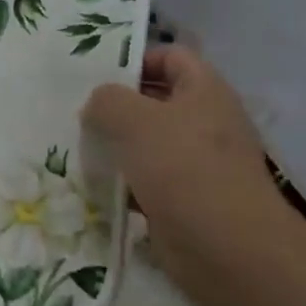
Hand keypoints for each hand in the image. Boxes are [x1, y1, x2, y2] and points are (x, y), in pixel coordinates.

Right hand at [82, 47, 301, 286]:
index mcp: (205, 91)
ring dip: (117, 146)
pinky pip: (148, 180)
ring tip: (79, 147)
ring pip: (149, 143)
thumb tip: (97, 105)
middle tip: (77, 112)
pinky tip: (96, 185)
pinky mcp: (187, 199)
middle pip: (157, 100)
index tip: (96, 76)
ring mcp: (199, 163)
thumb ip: (108, 101)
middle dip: (118, 105)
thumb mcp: (136, 121)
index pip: (170, 56)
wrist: (228, 249)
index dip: (135, 58)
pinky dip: (124, 182)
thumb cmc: (184, 170)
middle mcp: (207, 122)